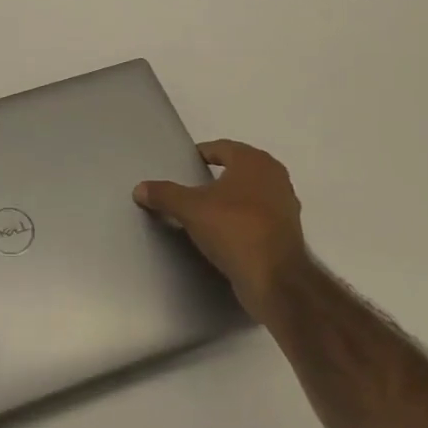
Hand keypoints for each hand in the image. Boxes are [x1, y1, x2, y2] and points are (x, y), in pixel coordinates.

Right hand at [136, 140, 308, 319]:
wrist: (276, 280)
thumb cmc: (234, 229)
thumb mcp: (190, 209)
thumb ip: (164, 194)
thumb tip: (139, 188)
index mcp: (254, 161)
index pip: (222, 147)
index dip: (201, 154)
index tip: (185, 165)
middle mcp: (275, 176)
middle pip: (238, 169)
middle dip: (216, 176)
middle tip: (192, 187)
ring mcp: (286, 205)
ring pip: (250, 193)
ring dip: (231, 199)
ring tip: (205, 211)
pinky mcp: (288, 232)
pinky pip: (258, 216)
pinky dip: (242, 219)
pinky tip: (224, 233)